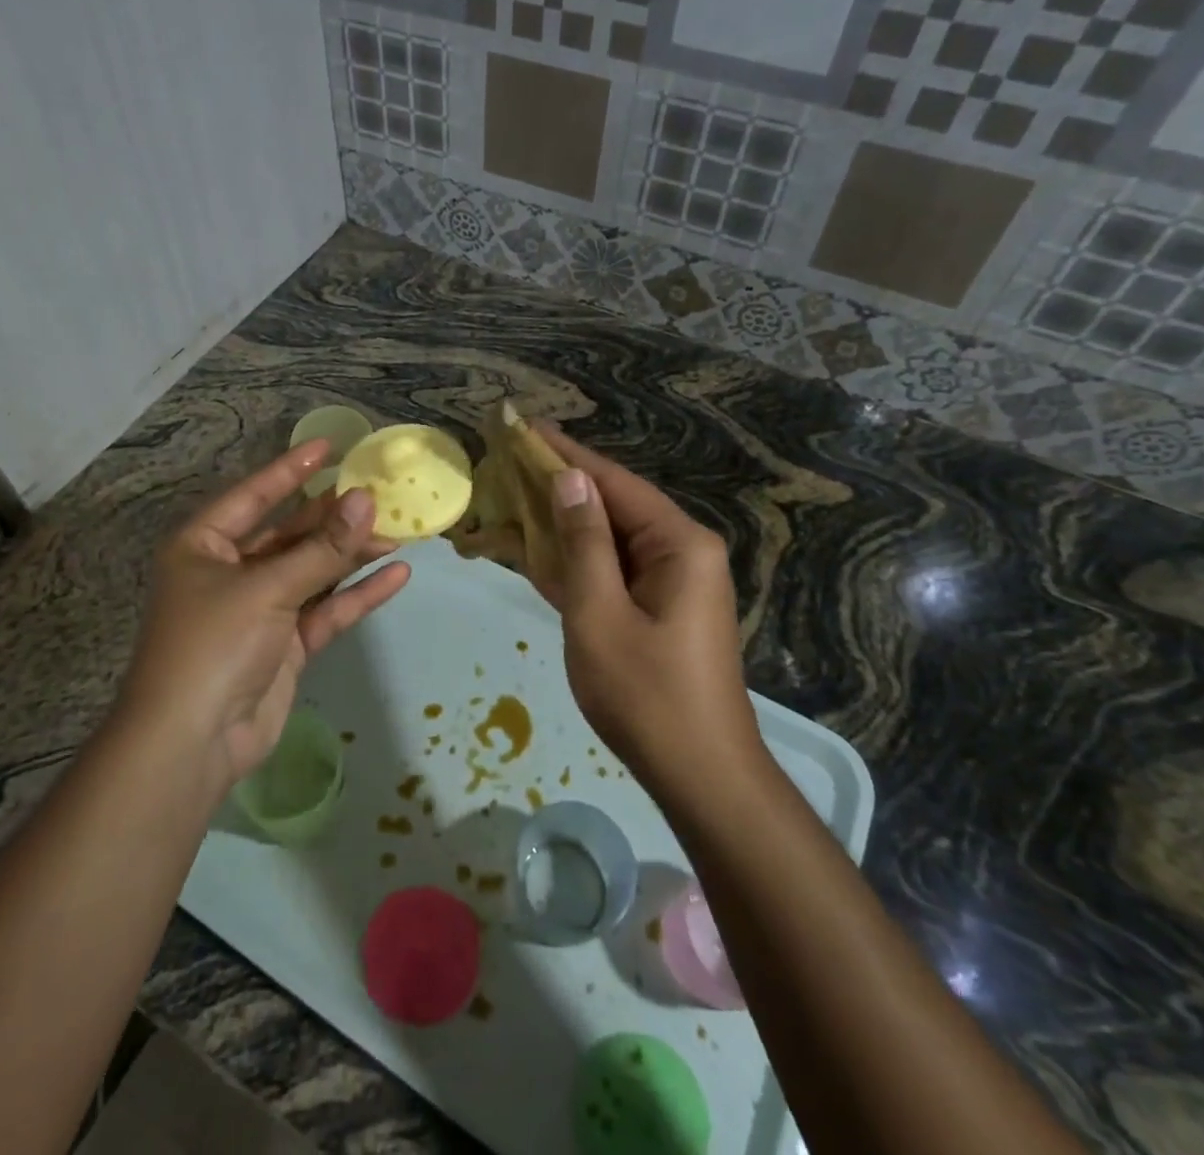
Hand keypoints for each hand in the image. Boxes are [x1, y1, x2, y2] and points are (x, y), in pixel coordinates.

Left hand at [121, 440, 409, 793]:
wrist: (193, 743)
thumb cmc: (214, 645)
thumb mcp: (268, 587)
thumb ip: (322, 547)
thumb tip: (366, 500)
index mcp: (205, 545)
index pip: (255, 494)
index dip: (292, 469)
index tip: (331, 446)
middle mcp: (231, 570)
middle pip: (291, 533)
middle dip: (335, 517)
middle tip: (382, 497)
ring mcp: (260, 609)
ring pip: (313, 571)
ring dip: (352, 554)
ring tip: (399, 534)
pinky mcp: (284, 645)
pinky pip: (325, 609)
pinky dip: (357, 594)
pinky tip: (396, 576)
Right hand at [534, 424, 760, 783]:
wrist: (699, 776)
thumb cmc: (646, 695)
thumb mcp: (600, 614)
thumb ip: (583, 542)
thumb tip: (568, 479)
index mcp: (678, 543)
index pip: (613, 482)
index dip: (565, 454)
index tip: (524, 427)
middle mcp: (680, 550)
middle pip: (610, 505)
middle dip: (556, 488)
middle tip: (504, 466)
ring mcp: (671, 580)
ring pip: (607, 538)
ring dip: (560, 525)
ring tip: (508, 500)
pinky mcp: (658, 606)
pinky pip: (611, 570)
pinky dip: (574, 561)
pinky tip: (534, 549)